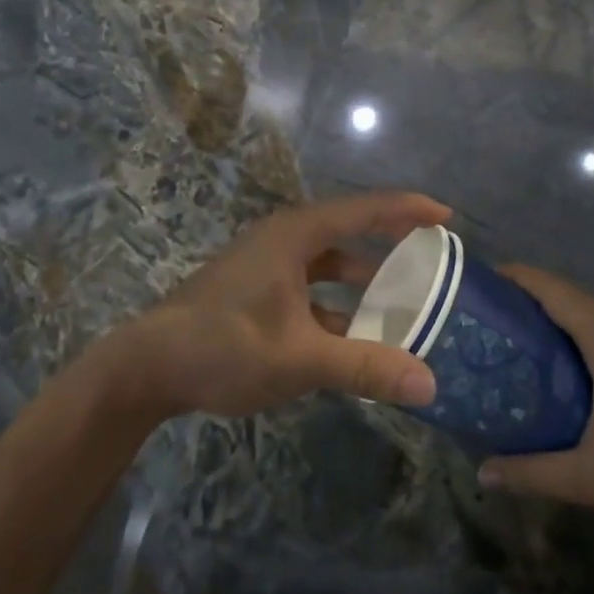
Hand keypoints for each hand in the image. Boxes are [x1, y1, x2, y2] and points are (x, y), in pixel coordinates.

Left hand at [99, 193, 450, 420]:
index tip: (446, 215)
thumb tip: (429, 383)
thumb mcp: (299, 359)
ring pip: (329, 264)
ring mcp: (267, 265)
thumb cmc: (224, 347)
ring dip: (363, 280)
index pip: (364, 210)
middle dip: (391, 241)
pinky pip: (311, 288)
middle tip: (432, 256)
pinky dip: (337, 305)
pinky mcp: (256, 291)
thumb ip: (364, 368)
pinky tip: (356, 337)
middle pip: (349, 231)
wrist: (146, 367)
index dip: (408, 209)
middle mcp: (284, 240)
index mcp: (296, 235)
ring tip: (403, 301)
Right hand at [477, 265, 593, 551]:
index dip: (510, 278)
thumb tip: (482, 473)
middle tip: (482, 327)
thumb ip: (533, 472)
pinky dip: (580, 339)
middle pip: (567, 297)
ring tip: (514, 349)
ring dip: (554, 323)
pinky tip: (566, 375)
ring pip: (591, 316)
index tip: (472, 286)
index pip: (548, 287)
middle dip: (524, 304)